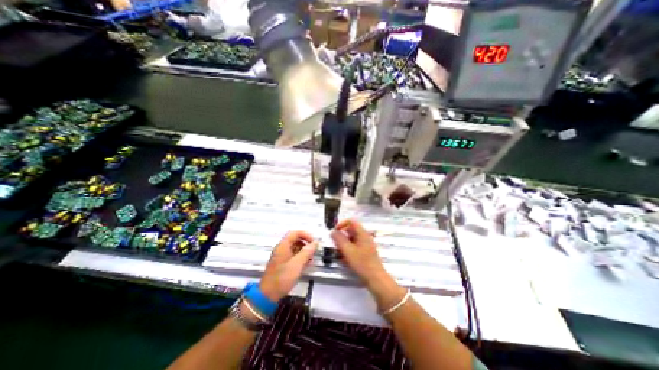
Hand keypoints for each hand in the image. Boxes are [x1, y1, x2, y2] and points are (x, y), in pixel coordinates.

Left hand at [259, 231, 317, 302]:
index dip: (306, 235)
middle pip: (296, 240)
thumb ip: (307, 252)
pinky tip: (305, 265)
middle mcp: (282, 248)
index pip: (295, 233)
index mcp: (283, 246)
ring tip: (311, 260)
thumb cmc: (283, 277)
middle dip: (306, 244)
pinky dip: (300, 258)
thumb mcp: (297, 264)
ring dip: (304, 252)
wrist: (268, 295)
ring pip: (295, 248)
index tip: (313, 243)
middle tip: (313, 252)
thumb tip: (316, 242)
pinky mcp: (282, 264)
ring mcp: (282, 256)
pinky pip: (293, 256)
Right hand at [329, 219, 387, 284]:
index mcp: (362, 233)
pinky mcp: (365, 251)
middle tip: (335, 244)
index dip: (341, 224)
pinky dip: (348, 250)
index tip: (334, 232)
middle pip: (351, 230)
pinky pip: (354, 246)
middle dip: (341, 236)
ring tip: (339, 253)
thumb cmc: (362, 263)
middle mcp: (364, 236)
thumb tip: (333, 231)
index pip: (351, 221)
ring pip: (351, 239)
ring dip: (344, 244)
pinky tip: (344, 259)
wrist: (375, 278)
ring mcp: (365, 244)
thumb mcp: (348, 251)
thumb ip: (339, 240)